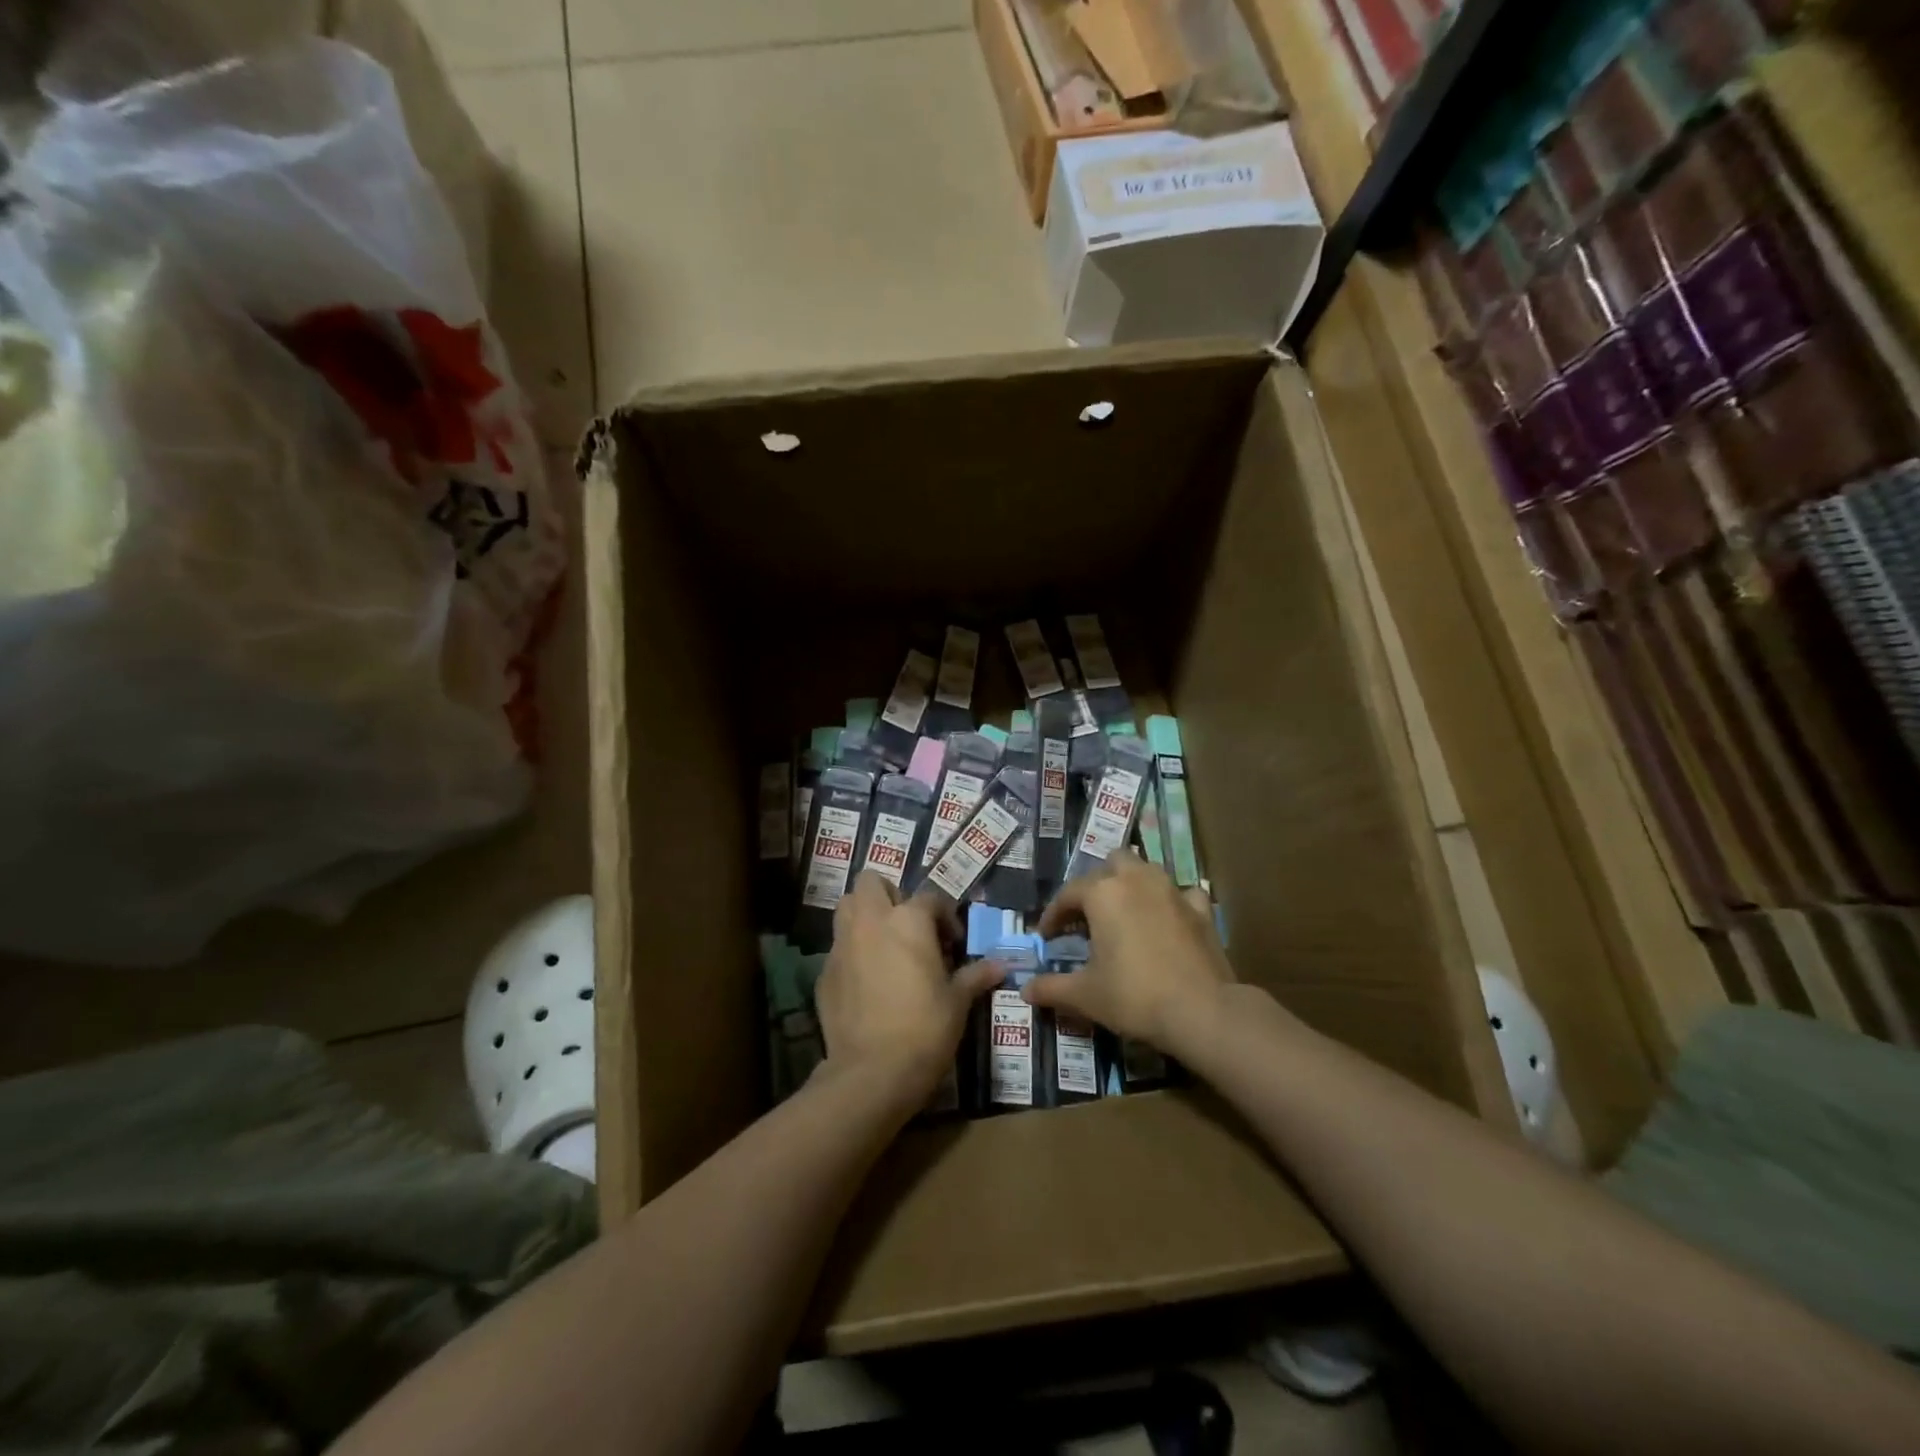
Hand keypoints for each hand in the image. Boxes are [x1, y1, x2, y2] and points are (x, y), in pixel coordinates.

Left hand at [814, 872, 1002, 1105]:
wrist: (872, 1072)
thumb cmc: (925, 1028)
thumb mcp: (957, 1002)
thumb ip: (975, 976)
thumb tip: (1000, 966)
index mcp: (908, 920)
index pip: (930, 897)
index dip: (945, 916)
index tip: (953, 943)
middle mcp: (871, 922)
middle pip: (871, 882)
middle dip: (889, 896)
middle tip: (908, 927)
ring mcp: (842, 945)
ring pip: (847, 908)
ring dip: (864, 915)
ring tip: (885, 944)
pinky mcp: (824, 972)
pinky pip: (838, 948)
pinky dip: (852, 953)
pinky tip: (866, 981)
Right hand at [1026, 851, 1234, 1056]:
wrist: (1202, 1011)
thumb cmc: (1134, 996)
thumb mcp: (1085, 995)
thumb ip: (1051, 988)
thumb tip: (1025, 990)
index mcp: (1103, 893)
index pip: (1068, 894)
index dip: (1053, 915)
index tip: (1047, 938)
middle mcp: (1137, 880)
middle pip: (1111, 864)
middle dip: (1098, 884)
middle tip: (1089, 917)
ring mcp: (1173, 891)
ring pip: (1146, 870)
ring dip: (1132, 885)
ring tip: (1124, 914)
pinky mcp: (1201, 910)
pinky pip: (1181, 894)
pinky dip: (1171, 903)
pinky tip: (1168, 921)